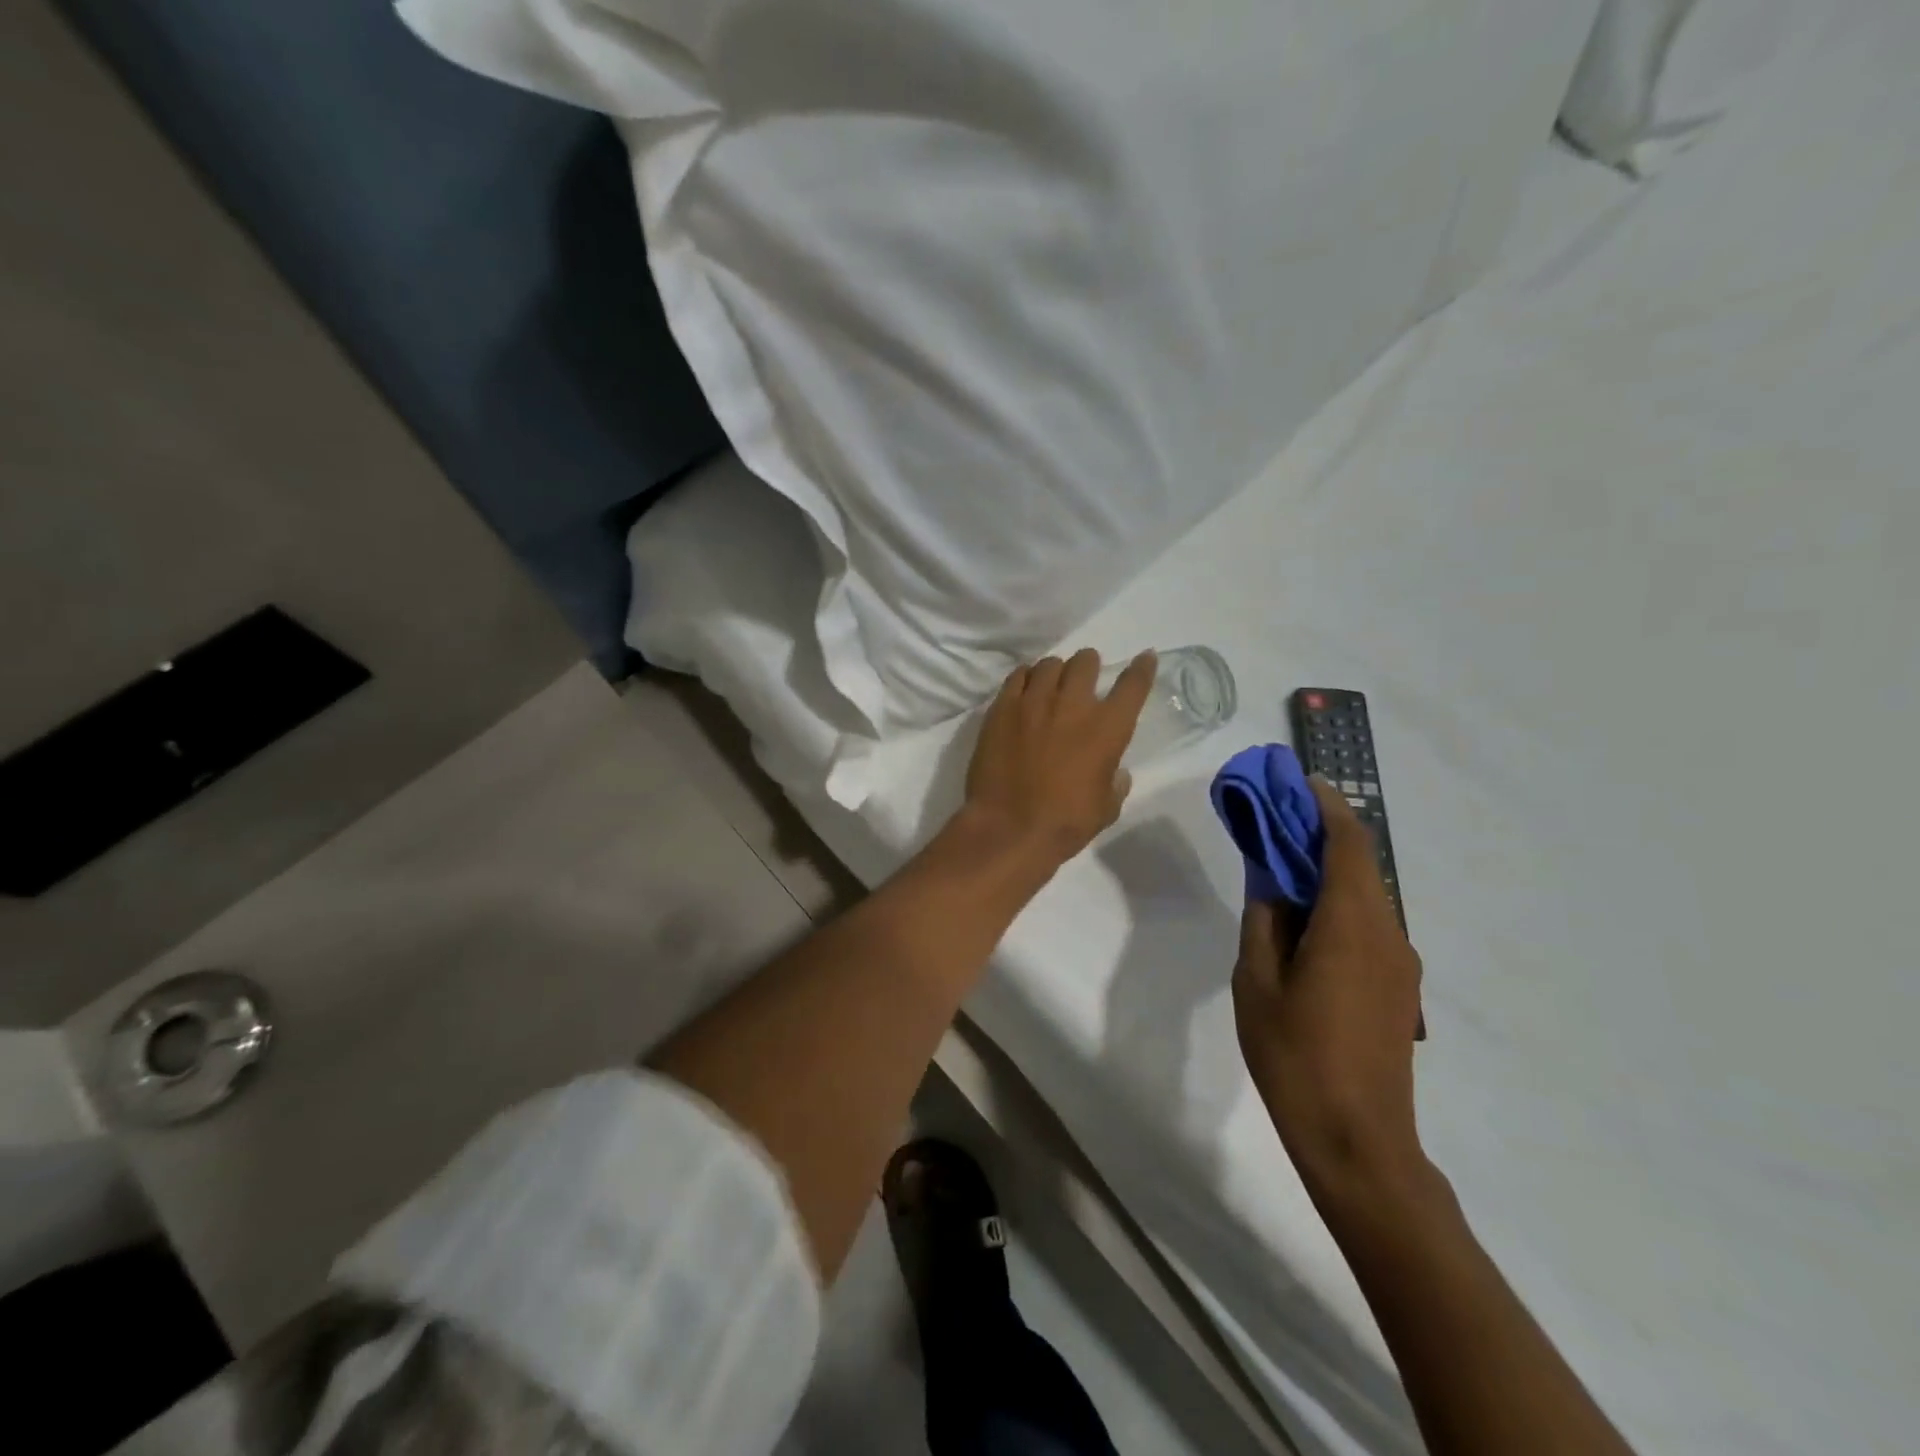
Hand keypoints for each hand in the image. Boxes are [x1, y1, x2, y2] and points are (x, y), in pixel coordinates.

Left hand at [961, 649, 1156, 868]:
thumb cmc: (1064, 824)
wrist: (1009, 829)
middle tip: (1085, 676)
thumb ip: (1115, 785)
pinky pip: (1017, 676)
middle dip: (1089, 665)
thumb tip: (1117, 773)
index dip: (1142, 668)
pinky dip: (1026, 678)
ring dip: (1056, 671)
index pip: (1132, 686)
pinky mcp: (1002, 708)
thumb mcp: (1105, 809)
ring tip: (1052, 683)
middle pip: (1085, 662)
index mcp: (1107, 729)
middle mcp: (1073, 705)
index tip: (1145, 657)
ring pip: (1049, 664)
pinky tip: (1025, 689)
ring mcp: (1034, 702)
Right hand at [1234, 777, 1428, 1205]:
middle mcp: (1388, 934)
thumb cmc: (1296, 1057)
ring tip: (1282, 868)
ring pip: (1365, 895)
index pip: (1347, 844)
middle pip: (1360, 864)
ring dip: (1328, 870)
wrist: (1359, 1142)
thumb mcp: (1257, 982)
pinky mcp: (1399, 988)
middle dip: (1321, 834)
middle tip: (1275, 822)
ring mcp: (1400, 963)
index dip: (1325, 806)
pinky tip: (1305, 922)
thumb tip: (1269, 878)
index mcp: (1351, 926)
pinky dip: (1339, 903)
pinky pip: (1370, 925)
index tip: (1297, 782)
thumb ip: (1264, 920)